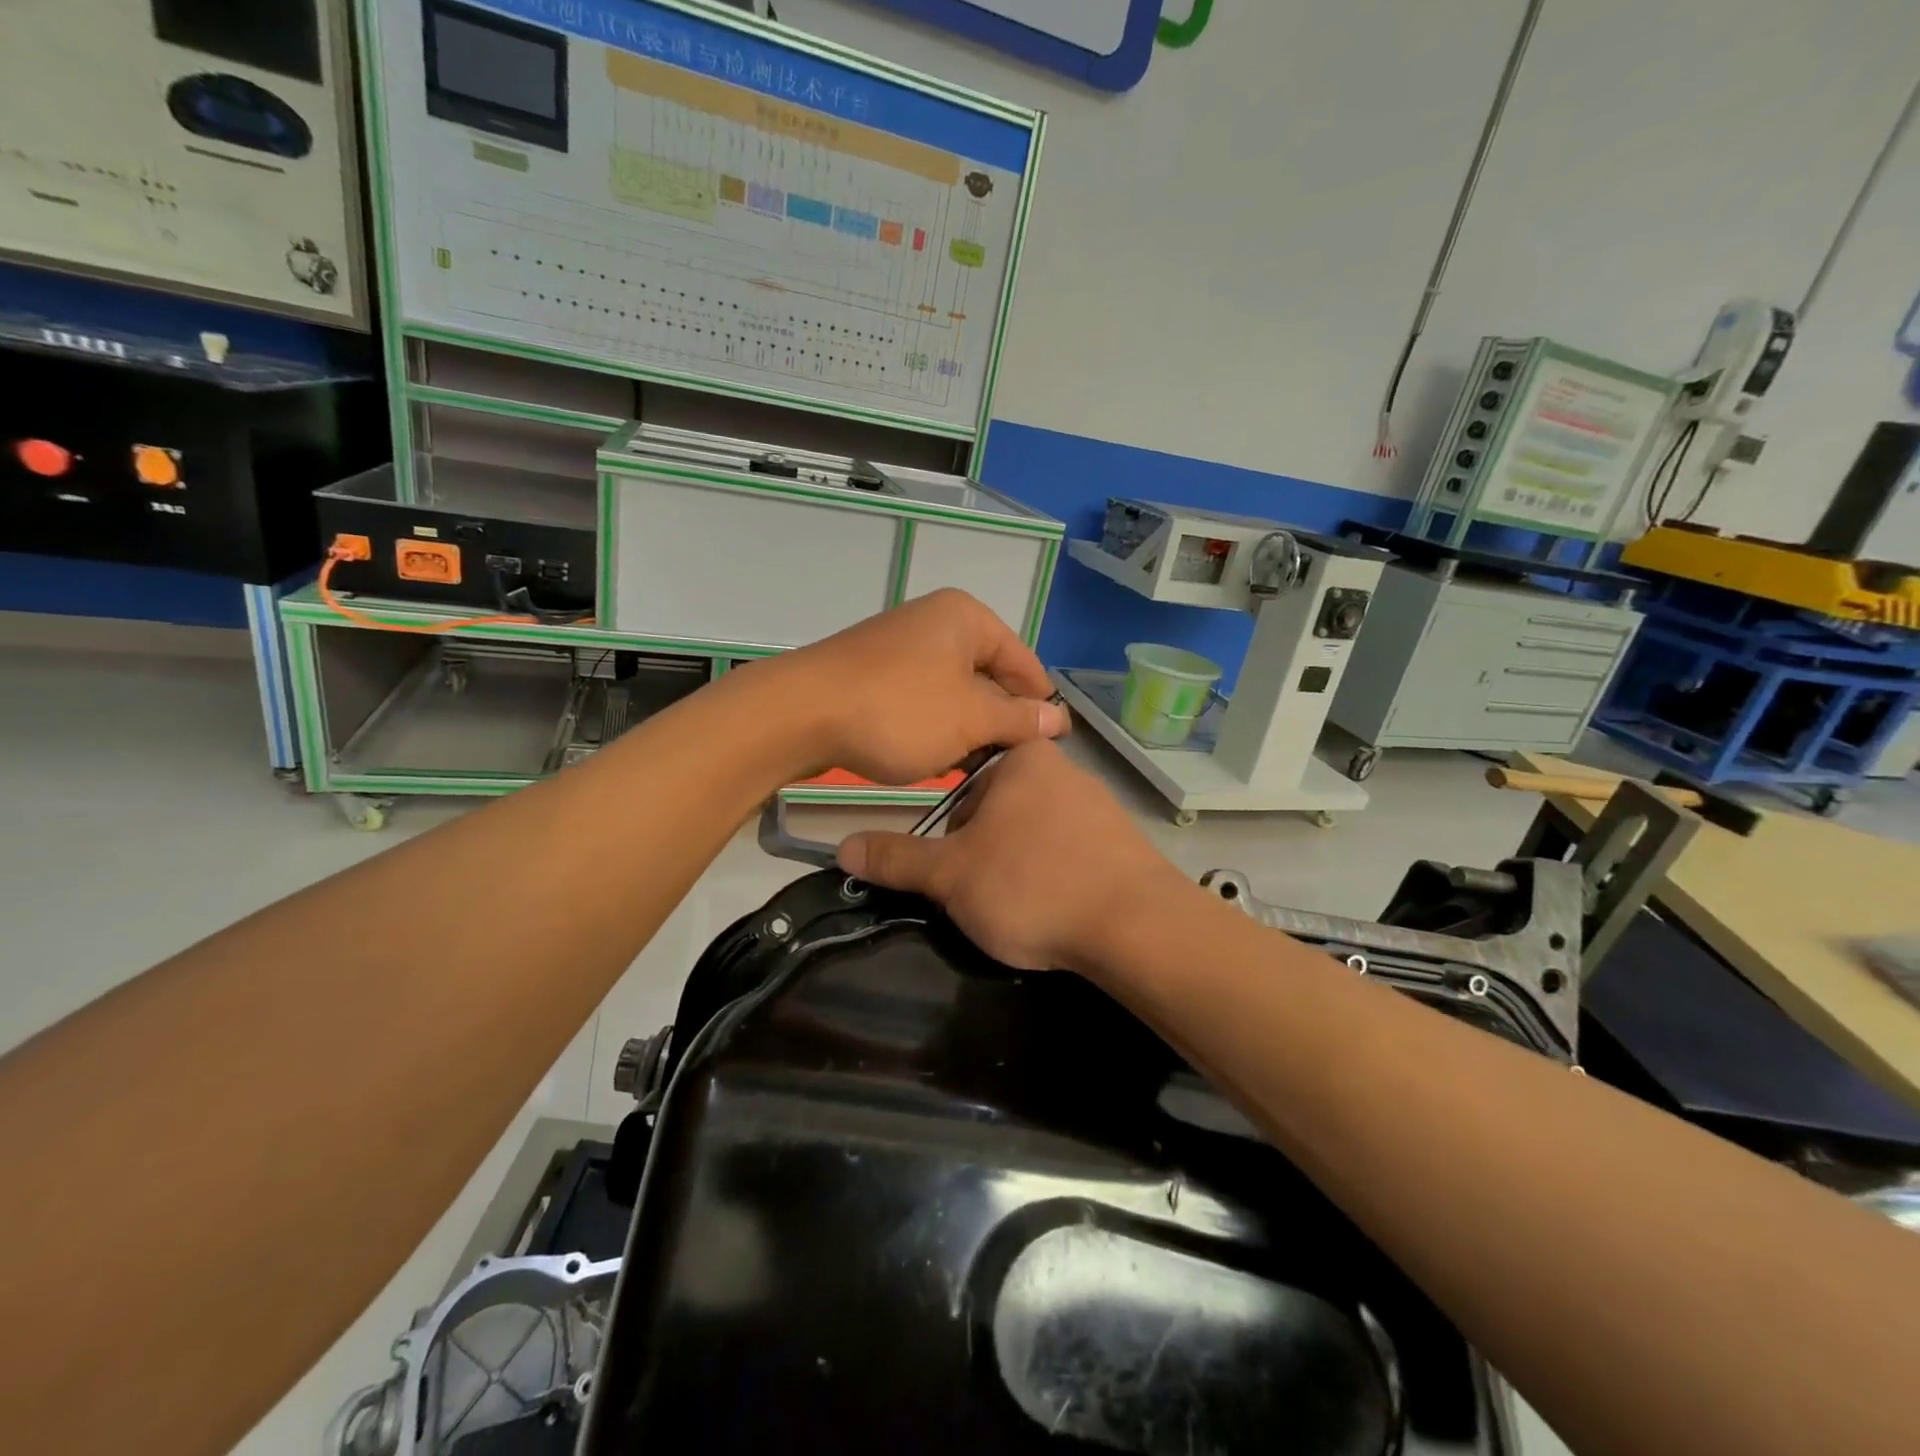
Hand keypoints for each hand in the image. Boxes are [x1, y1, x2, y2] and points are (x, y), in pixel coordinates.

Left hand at [759, 589, 1069, 784]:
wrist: (799, 715)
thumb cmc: (898, 711)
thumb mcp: (969, 718)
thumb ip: (1018, 718)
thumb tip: (1058, 719)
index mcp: (966, 618)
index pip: (1023, 661)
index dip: (1041, 705)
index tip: (1055, 748)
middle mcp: (936, 622)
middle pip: (989, 674)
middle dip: (1002, 719)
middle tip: (1016, 765)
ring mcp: (901, 646)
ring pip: (955, 691)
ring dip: (968, 728)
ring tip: (980, 769)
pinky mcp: (876, 673)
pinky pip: (923, 698)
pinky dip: (936, 726)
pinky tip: (940, 759)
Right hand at [837, 741, 1186, 970]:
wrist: (1138, 927)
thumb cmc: (1032, 885)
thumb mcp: (950, 875)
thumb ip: (896, 859)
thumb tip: (843, 846)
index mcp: (1023, 759)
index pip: (964, 788)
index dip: (951, 836)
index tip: (958, 873)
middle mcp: (1066, 770)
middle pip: (1000, 814)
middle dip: (986, 855)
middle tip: (989, 898)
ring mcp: (1103, 807)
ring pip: (1037, 837)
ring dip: (1022, 870)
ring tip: (1026, 911)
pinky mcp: (1127, 844)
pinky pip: (1075, 857)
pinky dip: (1060, 881)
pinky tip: (1063, 913)